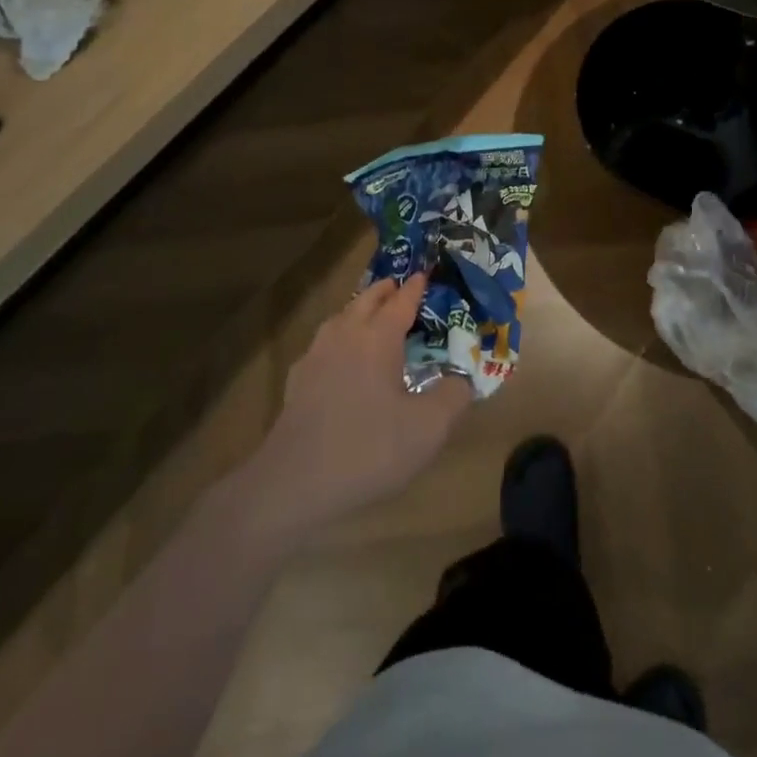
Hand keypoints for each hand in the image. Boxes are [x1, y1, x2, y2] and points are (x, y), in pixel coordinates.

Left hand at [243, 275, 472, 539]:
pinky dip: (336, 339)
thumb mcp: (428, 429)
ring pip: (340, 318)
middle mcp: (345, 336)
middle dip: (384, 291)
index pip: (401, 302)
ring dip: (358, 310)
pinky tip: (337, 359)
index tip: (424, 273)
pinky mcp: (297, 382)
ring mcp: (316, 357)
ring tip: (370, 316)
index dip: (415, 288)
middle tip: (398, 287)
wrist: (293, 484)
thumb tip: (463, 378)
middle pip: (366, 301)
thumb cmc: (368, 449)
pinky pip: (321, 346)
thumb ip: (454, 397)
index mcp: (378, 338)